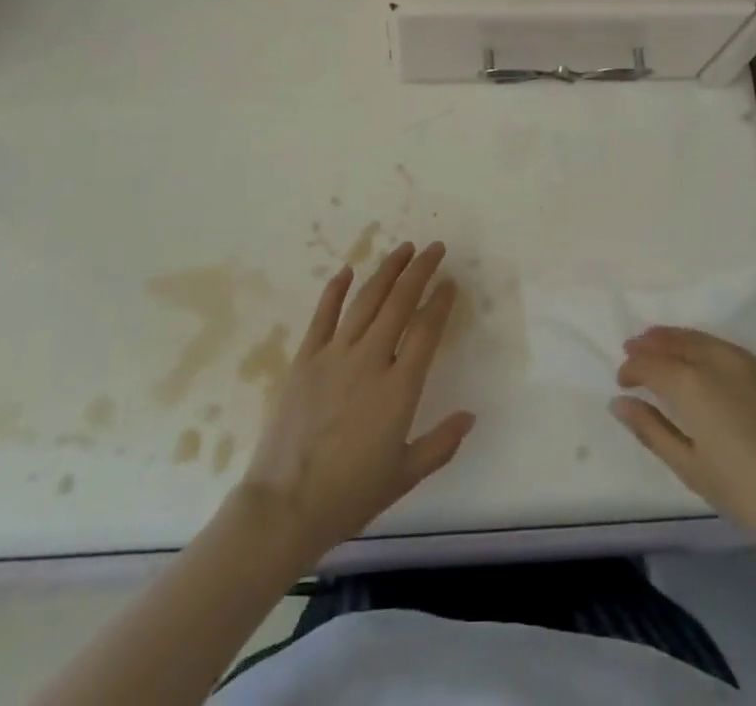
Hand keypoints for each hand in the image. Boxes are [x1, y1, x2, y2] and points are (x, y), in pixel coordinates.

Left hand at [239, 242, 473, 565]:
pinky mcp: (306, 358)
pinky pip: (323, 315)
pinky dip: (335, 289)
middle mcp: (370, 360)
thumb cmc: (350, 495)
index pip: (427, 329)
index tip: (451, 282)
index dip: (441, 301)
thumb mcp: (404, 475)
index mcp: (399, 388)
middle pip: (400, 302)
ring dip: (387, 270)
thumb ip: (440, 444)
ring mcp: (335, 355)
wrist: (285, 507)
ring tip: (403, 249)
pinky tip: (347, 270)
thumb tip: (470, 416)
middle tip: (435, 248)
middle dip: (420, 270)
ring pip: (366, 299)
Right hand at [612, 327, 755, 557]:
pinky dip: (704, 345)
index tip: (622, 382)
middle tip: (632, 349)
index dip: (631, 368)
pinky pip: (726, 346)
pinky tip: (702, 359)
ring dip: (675, 338)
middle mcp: (716, 360)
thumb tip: (619, 403)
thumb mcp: (690, 468)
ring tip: (660, 345)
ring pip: (701, 338)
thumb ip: (651, 430)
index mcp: (691, 382)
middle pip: (675, 341)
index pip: (650, 363)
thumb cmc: (747, 491)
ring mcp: (747, 362)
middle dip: (650, 344)